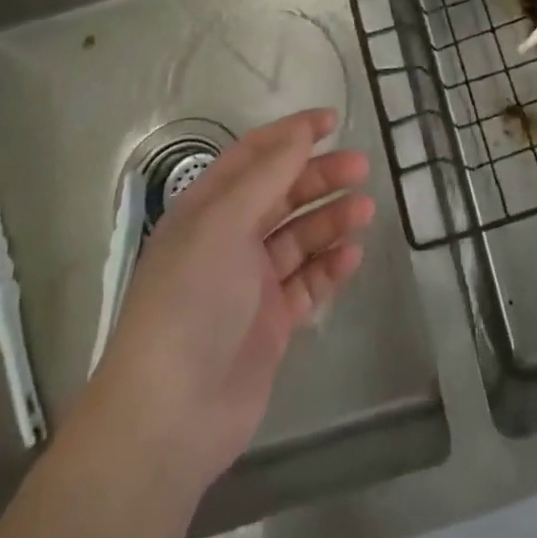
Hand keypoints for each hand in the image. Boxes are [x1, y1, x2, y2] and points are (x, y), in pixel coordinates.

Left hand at [0, 109, 371, 537]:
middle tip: (361, 167)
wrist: (171, 416)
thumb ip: (267, 175)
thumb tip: (301, 132)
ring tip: (365, 211)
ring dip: (331, 219)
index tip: (332, 122)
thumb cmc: (191, 300)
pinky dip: (330, 266)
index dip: (291, 134)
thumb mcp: (224, 223)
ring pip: (299, 236)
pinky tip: (352, 256)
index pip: (254, 156)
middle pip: (282, 193)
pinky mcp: (271, 322)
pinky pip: (308, 282)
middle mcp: (228, 238)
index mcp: (208, 208)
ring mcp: (251, 282)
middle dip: (320, 176)